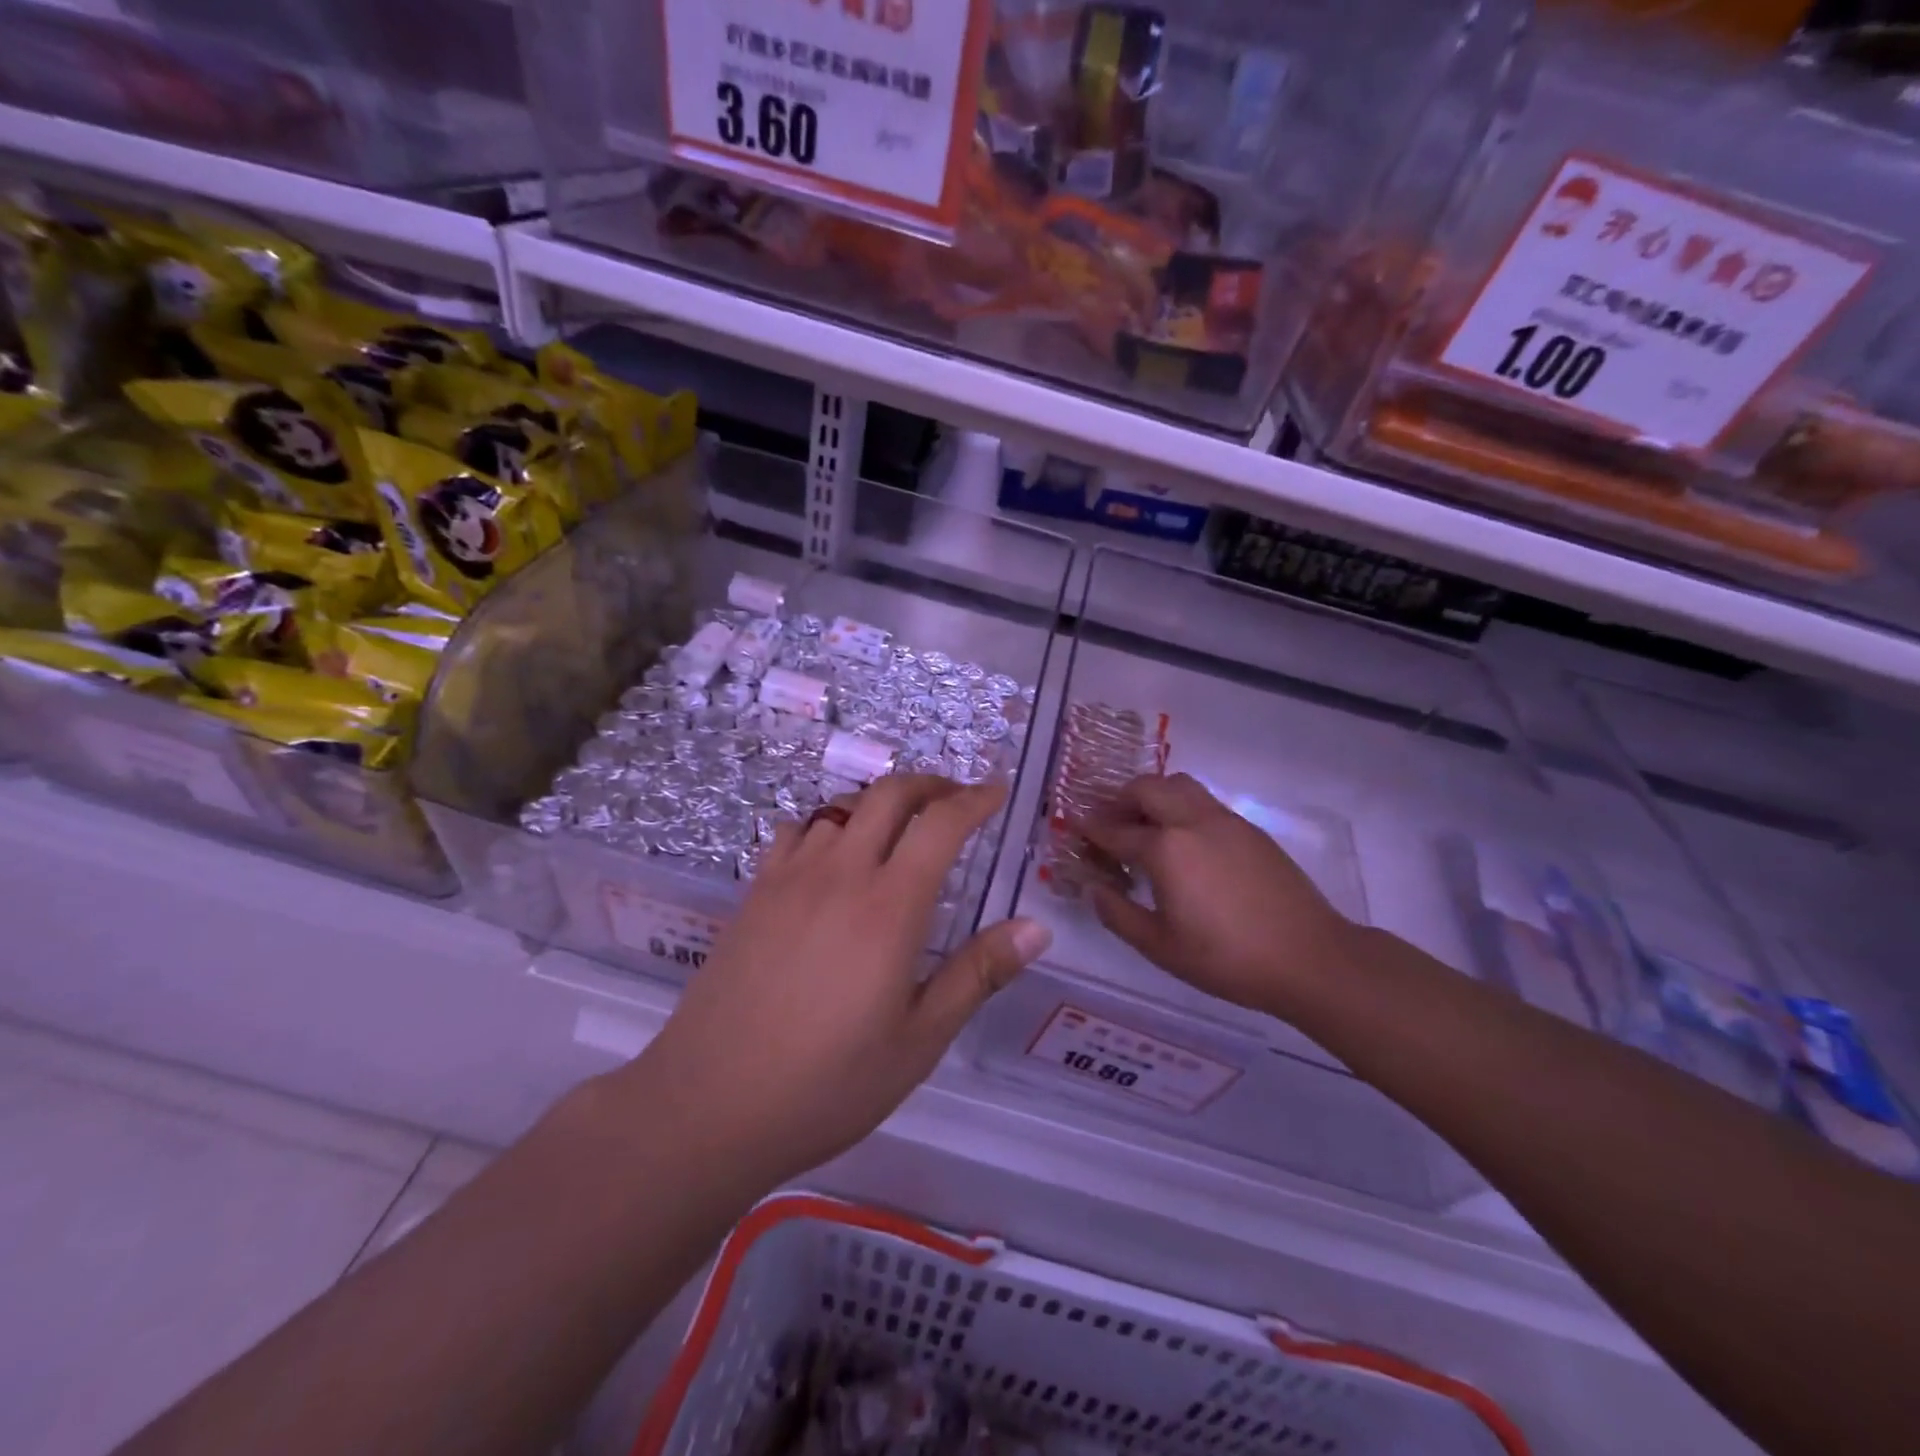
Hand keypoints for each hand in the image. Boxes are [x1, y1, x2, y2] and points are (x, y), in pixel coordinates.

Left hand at [642, 775, 1051, 1186]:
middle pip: (889, 794)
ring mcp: (790, 877)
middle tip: (956, 798)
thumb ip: (978, 974)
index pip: (941, 824)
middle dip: (931, 784)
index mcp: (890, 908)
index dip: (976, 799)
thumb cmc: (827, 1083)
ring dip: (880, 802)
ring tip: (900, 826)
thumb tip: (1037, 928)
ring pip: (841, 806)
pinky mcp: (755, 892)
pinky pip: (798, 830)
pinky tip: (833, 854)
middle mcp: (841, 874)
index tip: (997, 791)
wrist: (709, 1105)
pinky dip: (828, 823)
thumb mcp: (919, 1040)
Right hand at [1080, 773, 1358, 1019]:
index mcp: (1166, 849)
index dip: (1090, 829)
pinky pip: (1203, 801)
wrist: (1310, 957)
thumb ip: (1118, 914)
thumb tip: (1094, 889)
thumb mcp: (1161, 947)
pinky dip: (1180, 806)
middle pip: (1146, 788)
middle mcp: (1192, 822)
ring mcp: (1225, 820)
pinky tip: (1183, 841)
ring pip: (1179, 785)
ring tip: (1143, 824)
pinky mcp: (1249, 829)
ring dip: (1152, 795)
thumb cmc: (1227, 959)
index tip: (1073, 826)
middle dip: (1119, 799)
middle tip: (1107, 822)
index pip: (1115, 830)